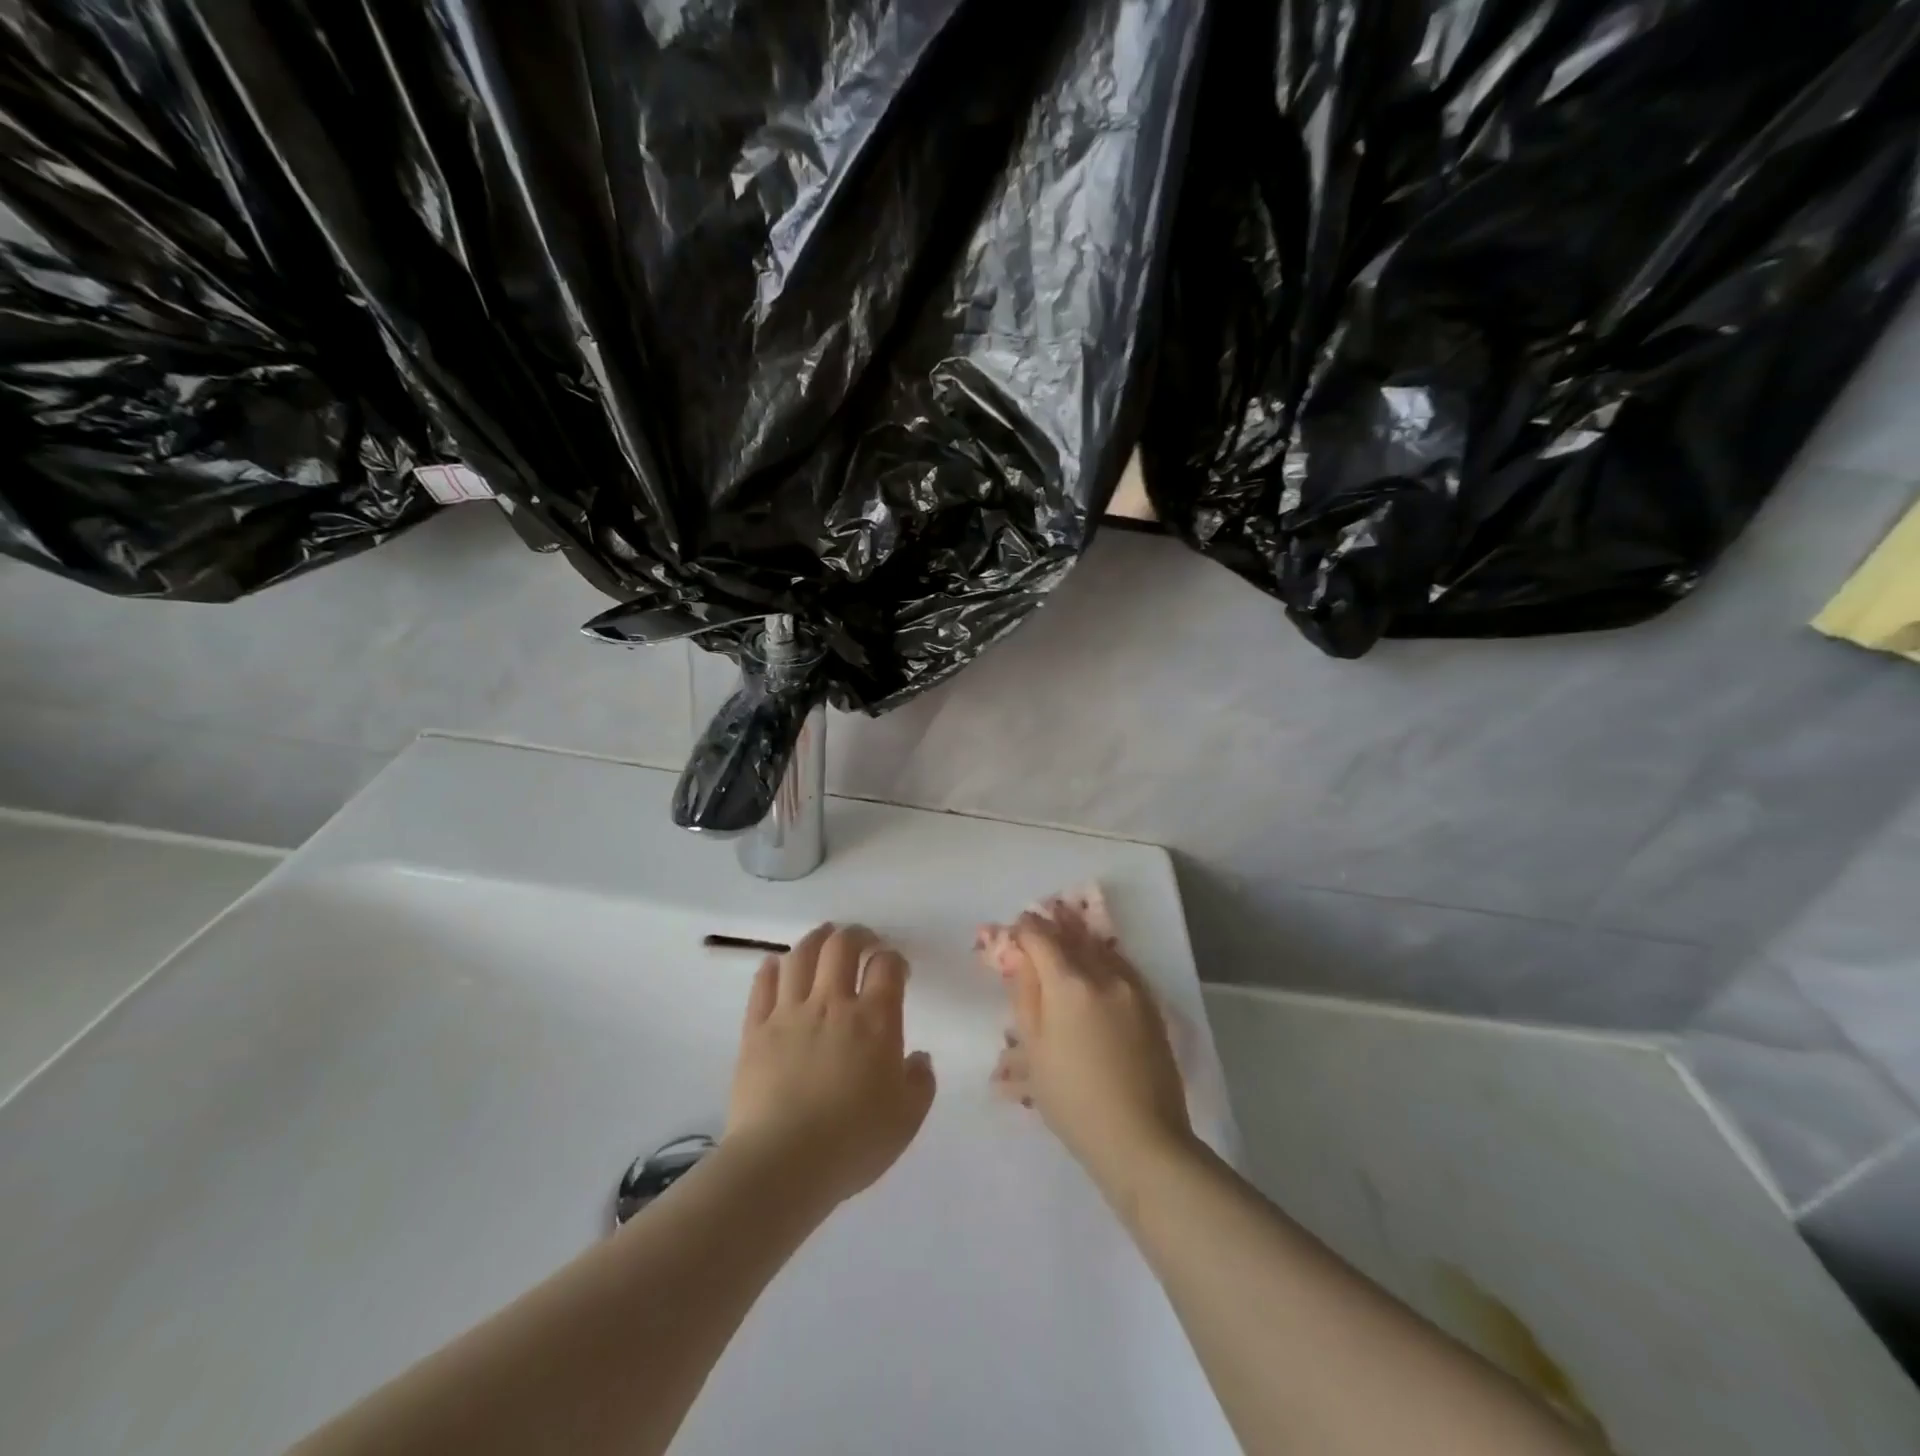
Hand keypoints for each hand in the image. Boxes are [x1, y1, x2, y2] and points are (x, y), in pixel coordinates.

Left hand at [726, 923, 935, 1207]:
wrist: (782, 1164)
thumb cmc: (852, 1142)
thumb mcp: (907, 1119)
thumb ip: (920, 1082)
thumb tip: (918, 1058)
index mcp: (874, 1020)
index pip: (887, 966)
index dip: (894, 959)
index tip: (897, 969)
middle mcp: (832, 1003)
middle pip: (842, 946)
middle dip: (856, 935)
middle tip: (863, 941)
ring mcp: (789, 1013)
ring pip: (801, 955)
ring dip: (816, 940)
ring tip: (824, 939)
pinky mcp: (755, 1030)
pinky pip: (763, 984)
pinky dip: (774, 967)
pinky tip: (780, 965)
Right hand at [991, 902, 1192, 1186]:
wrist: (1141, 1139)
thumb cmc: (1073, 1100)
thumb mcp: (1035, 1050)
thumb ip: (1025, 996)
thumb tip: (1019, 958)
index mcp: (1069, 984)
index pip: (1041, 938)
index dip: (1024, 930)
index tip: (1013, 930)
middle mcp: (1104, 975)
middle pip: (1073, 936)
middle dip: (1053, 927)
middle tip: (1037, 924)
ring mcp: (1133, 989)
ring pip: (1100, 948)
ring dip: (1080, 938)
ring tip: (1065, 936)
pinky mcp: (1152, 1007)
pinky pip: (1121, 967)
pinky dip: (1103, 959)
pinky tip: (1096, 966)